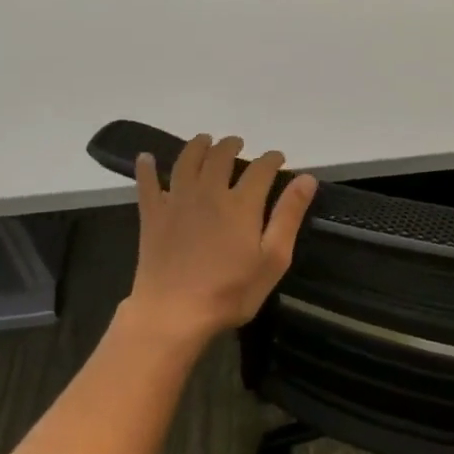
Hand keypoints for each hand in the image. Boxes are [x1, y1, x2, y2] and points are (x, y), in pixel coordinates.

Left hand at [121, 134, 317, 351]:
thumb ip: (288, 216)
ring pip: (186, 162)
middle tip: (237, 143)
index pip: (260, 169)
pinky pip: (147, 184)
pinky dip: (147, 168)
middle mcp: (209, 193)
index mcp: (241, 204)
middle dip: (231, 146)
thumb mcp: (273, 259)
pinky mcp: (152, 216)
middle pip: (220, 157)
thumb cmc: (231, 291)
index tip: (278, 158)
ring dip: (197, 146)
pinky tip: (147, 158)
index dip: (271, 159)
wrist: (173, 312)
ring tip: (204, 140)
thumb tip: (306, 178)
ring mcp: (177, 201)